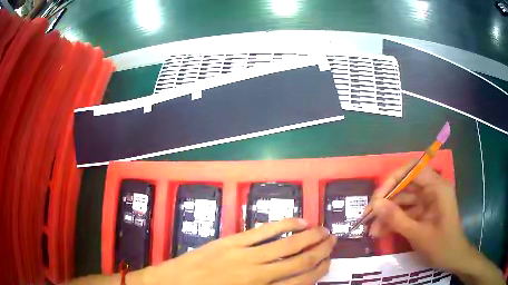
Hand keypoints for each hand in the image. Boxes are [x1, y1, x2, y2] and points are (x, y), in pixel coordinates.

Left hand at [149, 218, 335, 284]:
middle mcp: (258, 273)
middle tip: (333, 241)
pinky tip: (298, 221)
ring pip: (286, 244)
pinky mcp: (232, 241)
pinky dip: (284, 225)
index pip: (301, 281)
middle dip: (320, 251)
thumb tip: (291, 281)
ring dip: (308, 236)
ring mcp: (244, 254)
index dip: (319, 270)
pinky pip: (263, 231)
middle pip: (299, 260)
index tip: (330, 261)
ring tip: (324, 230)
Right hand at [369, 163, 503, 284]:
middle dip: (387, 200)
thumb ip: (397, 219)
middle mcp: (432, 189)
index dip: (394, 179)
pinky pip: (406, 212)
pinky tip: (381, 232)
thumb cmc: (442, 246)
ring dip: (388, 213)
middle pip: (406, 184)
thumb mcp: (419, 235)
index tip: (378, 198)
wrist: (453, 259)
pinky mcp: (424, 212)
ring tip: (372, 229)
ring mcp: (428, 201)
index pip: (413, 169)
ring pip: (404, 200)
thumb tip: (375, 205)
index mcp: (437, 187)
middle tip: (369, 215)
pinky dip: (394, 221)